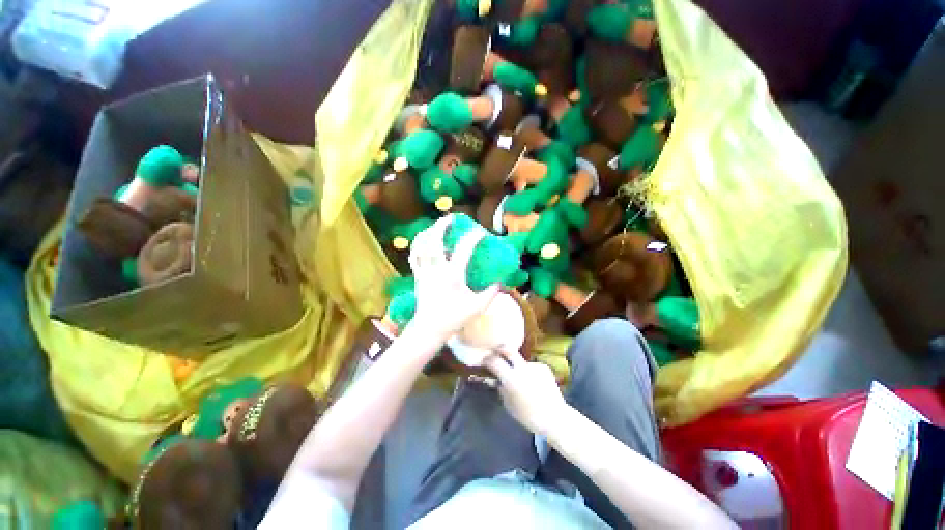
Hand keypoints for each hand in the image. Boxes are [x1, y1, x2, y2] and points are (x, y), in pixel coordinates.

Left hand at [407, 215, 498, 339]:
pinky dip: (418, 245)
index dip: (473, 237)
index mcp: (453, 276)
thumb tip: (500, 280)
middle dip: (441, 226)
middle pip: (434, 241)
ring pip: (421, 246)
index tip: (482, 232)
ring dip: (428, 232)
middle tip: (450, 217)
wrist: (429, 329)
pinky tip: (423, 240)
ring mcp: (424, 272)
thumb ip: (492, 292)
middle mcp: (436, 270)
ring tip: (436, 225)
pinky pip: (414, 256)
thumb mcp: (478, 307)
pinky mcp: (417, 276)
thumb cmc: (454, 318)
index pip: (464, 249)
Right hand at [483, 349, 566, 435]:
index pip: (494, 361)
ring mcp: (534, 366)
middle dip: (500, 349)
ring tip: (522, 379)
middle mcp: (522, 368)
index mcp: (511, 378)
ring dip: (518, 366)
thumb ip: (501, 389)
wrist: (555, 417)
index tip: (484, 359)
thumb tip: (496, 380)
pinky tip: (534, 383)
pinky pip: (532, 367)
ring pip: (521, 361)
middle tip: (496, 351)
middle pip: (508, 350)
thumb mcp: (509, 405)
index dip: (487, 359)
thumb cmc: (528, 416)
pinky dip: (530, 372)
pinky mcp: (543, 367)